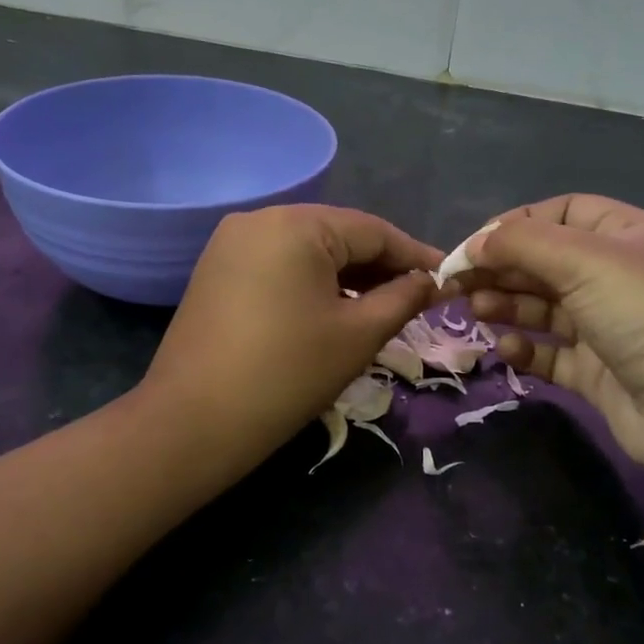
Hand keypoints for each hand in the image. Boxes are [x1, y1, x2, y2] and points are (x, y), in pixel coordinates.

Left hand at [141, 205, 439, 476]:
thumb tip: (431, 281)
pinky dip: (312, 283)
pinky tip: (335, 310)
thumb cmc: (287, 375)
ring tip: (384, 308)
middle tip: (420, 298)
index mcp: (295, 224)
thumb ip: (403, 298)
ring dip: (348, 277)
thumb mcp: (358, 335)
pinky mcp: (217, 271)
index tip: (449, 279)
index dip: (415, 255)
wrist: (193, 424)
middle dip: (381, 267)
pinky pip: (279, 265)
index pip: (373, 230)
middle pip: (338, 236)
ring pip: (308, 251)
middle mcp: (260, 219)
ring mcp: (232, 244)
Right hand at [457, 195, 643, 499]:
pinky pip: (548, 352)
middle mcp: (615, 276)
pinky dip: (524, 348)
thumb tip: (474, 243)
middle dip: (501, 267)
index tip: (474, 245)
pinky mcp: (594, 371)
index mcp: (625, 235)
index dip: (515, 224)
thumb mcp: (585, 260)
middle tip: (455, 282)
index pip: (560, 213)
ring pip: (541, 306)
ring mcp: (605, 325)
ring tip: (476, 309)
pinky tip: (506, 350)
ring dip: (506, 303)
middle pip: (544, 260)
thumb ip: (522, 244)